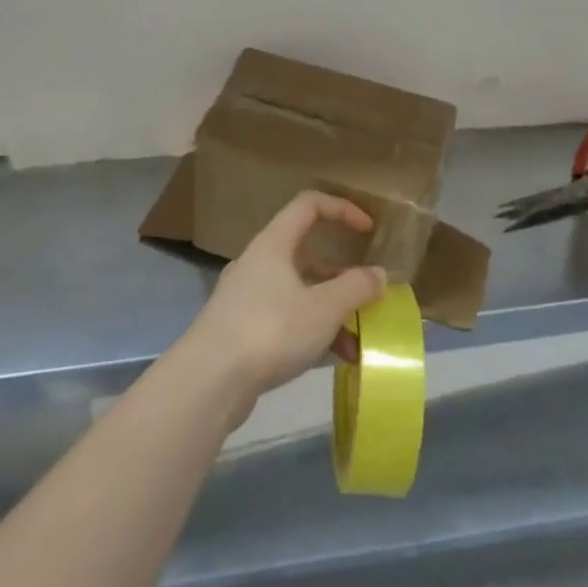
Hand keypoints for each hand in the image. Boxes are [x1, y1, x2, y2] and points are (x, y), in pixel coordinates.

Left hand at [181, 191, 388, 408]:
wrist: (208, 381)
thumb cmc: (270, 330)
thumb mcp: (324, 308)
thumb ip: (356, 288)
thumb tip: (379, 274)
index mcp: (274, 243)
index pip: (309, 205)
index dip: (342, 209)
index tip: (369, 230)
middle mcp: (258, 263)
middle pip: (307, 254)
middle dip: (342, 276)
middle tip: (367, 296)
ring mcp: (247, 297)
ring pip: (299, 292)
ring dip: (331, 311)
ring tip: (357, 342)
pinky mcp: (242, 330)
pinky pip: (286, 319)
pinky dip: (311, 332)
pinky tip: (333, 360)